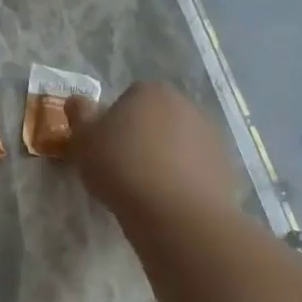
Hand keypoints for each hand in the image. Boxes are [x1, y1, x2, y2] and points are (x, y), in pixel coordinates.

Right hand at [65, 82, 239, 212]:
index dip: (113, 123)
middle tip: (122, 167)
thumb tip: (78, 100)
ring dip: (164, 157)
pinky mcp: (224, 163)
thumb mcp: (83, 141)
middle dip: (141, 136)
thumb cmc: (121, 167)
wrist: (175, 211)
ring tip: (146, 187)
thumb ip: (79, 116)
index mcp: (149, 91)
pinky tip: (168, 198)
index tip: (104, 148)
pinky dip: (183, 177)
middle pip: (155, 118)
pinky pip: (195, 166)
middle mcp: (184, 104)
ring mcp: (209, 133)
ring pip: (177, 142)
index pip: (127, 98)